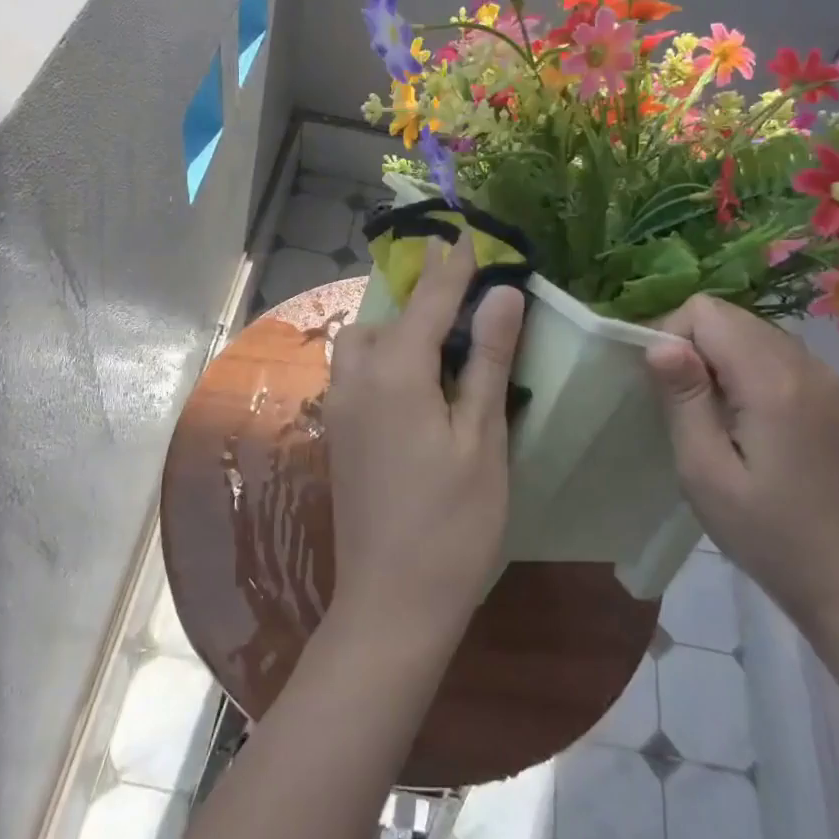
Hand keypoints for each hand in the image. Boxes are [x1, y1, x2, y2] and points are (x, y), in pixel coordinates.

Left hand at [323, 238, 525, 647]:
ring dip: (395, 329)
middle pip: (385, 316)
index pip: (428, 301)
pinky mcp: (336, 434)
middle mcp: (357, 379)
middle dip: (419, 297)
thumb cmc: (453, 523)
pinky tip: (413, 385)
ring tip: (439, 345)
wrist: (392, 602)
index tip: (469, 236)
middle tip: (462, 300)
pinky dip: (381, 358)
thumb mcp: (482, 438)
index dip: (453, 268)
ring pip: (361, 343)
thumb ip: (486, 360)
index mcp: (395, 373)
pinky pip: (354, 372)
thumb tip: (502, 294)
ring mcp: (339, 408)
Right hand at [644, 295, 838, 629]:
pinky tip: (739, 413)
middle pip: (726, 314)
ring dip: (714, 355)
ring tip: (709, 412)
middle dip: (691, 344)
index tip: (666, 389)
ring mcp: (820, 374)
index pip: (705, 312)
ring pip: (746, 327)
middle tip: (683, 404)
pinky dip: (739, 365)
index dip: (672, 337)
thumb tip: (658, 342)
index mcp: (773, 381)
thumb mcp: (704, 470)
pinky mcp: (825, 389)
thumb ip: (683, 398)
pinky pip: (767, 348)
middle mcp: (803, 363)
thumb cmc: (763, 531)